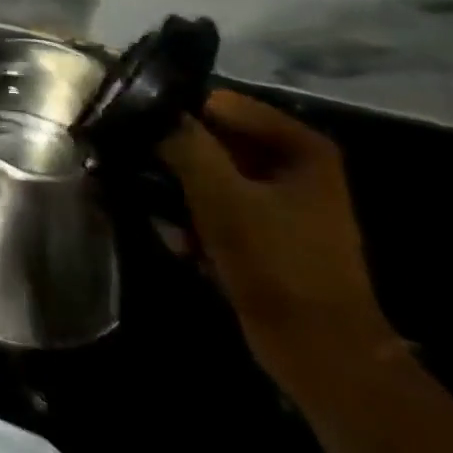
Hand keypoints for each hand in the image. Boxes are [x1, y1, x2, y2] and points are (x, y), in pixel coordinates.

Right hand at [160, 90, 397, 410]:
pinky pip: (211, 203)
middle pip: (208, 137)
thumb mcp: (222, 196)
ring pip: (203, 171)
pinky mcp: (262, 227)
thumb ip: (184, 143)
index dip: (173, 113)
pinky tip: (179, 241)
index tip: (133, 130)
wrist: (318, 350)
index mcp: (298, 145)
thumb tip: (145, 107)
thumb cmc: (276, 263)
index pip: (215, 102)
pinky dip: (191, 218)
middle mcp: (290, 162)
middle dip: (171, 158)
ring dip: (175, 192)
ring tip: (160, 216)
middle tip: (137, 173)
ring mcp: (278, 197)